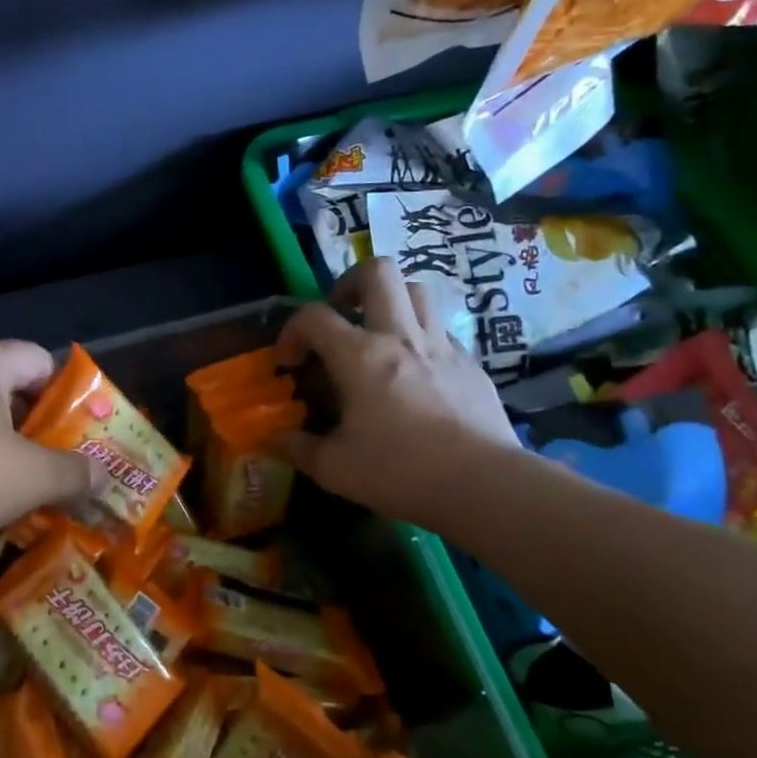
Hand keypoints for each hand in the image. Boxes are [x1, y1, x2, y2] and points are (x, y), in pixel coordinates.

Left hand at [0, 340, 95, 556]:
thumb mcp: (29, 475)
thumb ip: (73, 473)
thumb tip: (105, 478)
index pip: (42, 361)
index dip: (69, 395)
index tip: (86, 435)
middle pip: (13, 397)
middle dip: (42, 436)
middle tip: (69, 472)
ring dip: (9, 462)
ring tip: (37, 498)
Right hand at [274, 258, 518, 521]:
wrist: (484, 485)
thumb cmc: (400, 472)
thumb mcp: (334, 468)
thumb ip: (297, 448)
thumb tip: (273, 438)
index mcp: (359, 356)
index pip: (313, 316)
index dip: (292, 331)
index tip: (290, 362)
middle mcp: (399, 336)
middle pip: (378, 272)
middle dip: (350, 283)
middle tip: (341, 315)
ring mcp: (441, 346)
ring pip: (417, 290)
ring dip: (391, 301)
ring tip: (378, 332)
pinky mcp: (471, 364)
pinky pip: (442, 330)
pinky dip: (421, 336)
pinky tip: (415, 371)